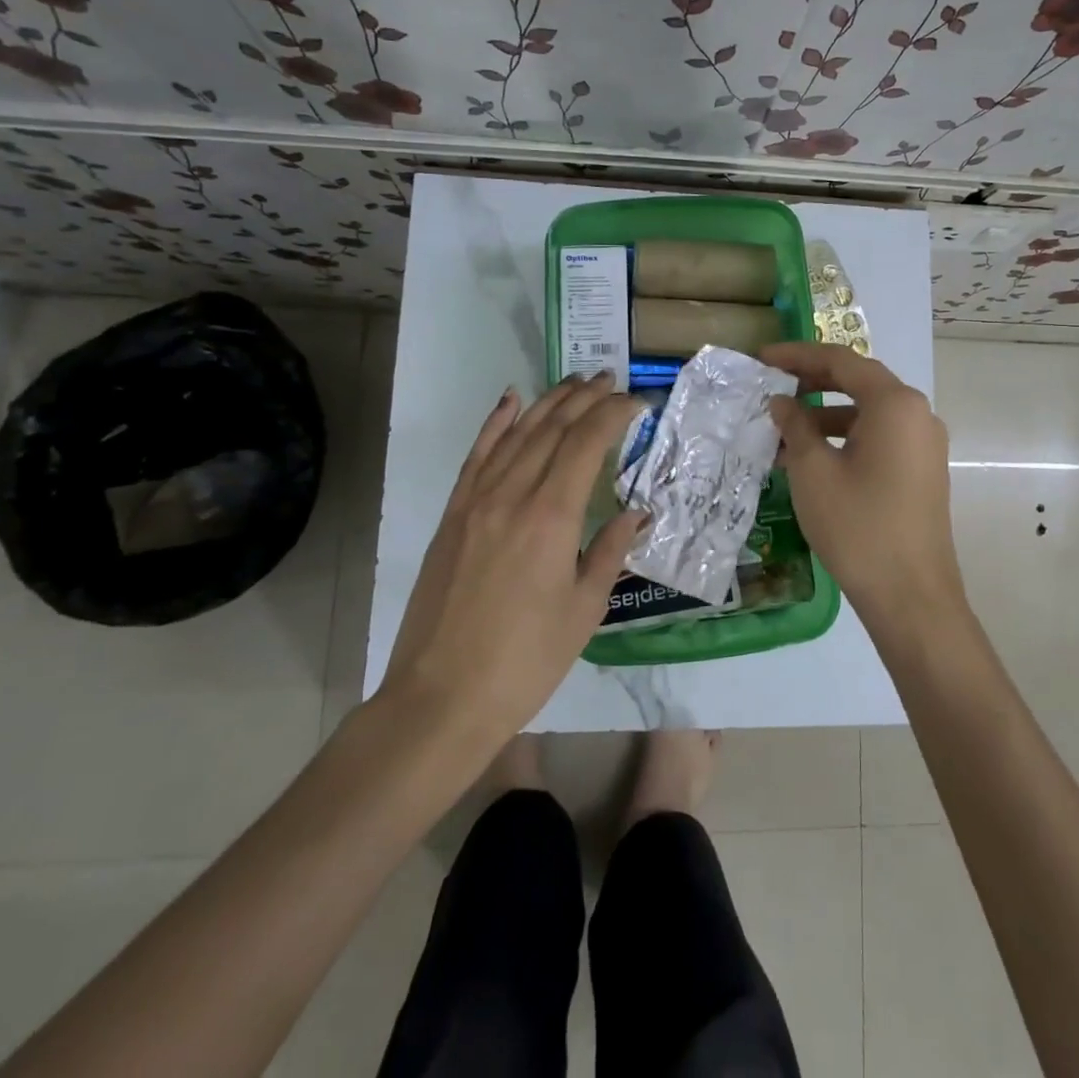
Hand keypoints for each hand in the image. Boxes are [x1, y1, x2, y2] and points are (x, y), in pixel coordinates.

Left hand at [379, 372, 644, 753]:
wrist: (441, 698)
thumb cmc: (526, 660)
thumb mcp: (584, 609)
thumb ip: (610, 551)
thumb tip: (636, 513)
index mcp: (551, 516)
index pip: (586, 443)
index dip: (613, 414)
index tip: (637, 402)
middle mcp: (512, 495)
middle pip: (551, 429)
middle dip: (584, 398)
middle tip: (610, 380)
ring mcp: (475, 502)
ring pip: (515, 434)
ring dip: (547, 402)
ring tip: (574, 381)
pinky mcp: (452, 516)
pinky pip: (476, 457)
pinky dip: (495, 423)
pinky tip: (510, 401)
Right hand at [761, 342, 966, 631]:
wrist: (911, 596)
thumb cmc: (858, 526)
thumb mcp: (813, 471)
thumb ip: (795, 425)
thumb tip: (781, 402)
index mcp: (895, 403)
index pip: (841, 361)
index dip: (798, 356)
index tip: (762, 359)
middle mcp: (917, 414)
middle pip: (858, 383)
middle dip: (811, 383)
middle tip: (771, 388)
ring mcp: (924, 444)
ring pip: (867, 414)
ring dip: (824, 417)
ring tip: (781, 433)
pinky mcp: (921, 471)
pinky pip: (879, 439)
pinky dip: (844, 440)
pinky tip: (810, 461)